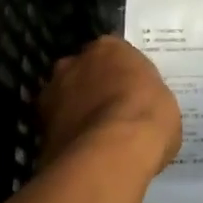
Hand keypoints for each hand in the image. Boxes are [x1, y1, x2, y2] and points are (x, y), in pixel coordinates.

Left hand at [38, 36, 181, 177]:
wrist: (111, 155)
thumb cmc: (147, 118)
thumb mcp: (164, 104)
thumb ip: (145, 99)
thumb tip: (139, 112)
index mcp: (109, 48)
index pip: (114, 53)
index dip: (122, 73)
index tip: (132, 90)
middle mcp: (74, 62)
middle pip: (83, 71)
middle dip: (93, 87)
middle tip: (111, 111)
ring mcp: (52, 93)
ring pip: (65, 98)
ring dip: (76, 111)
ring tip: (96, 136)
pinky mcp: (39, 126)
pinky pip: (57, 127)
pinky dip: (68, 137)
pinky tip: (84, 154)